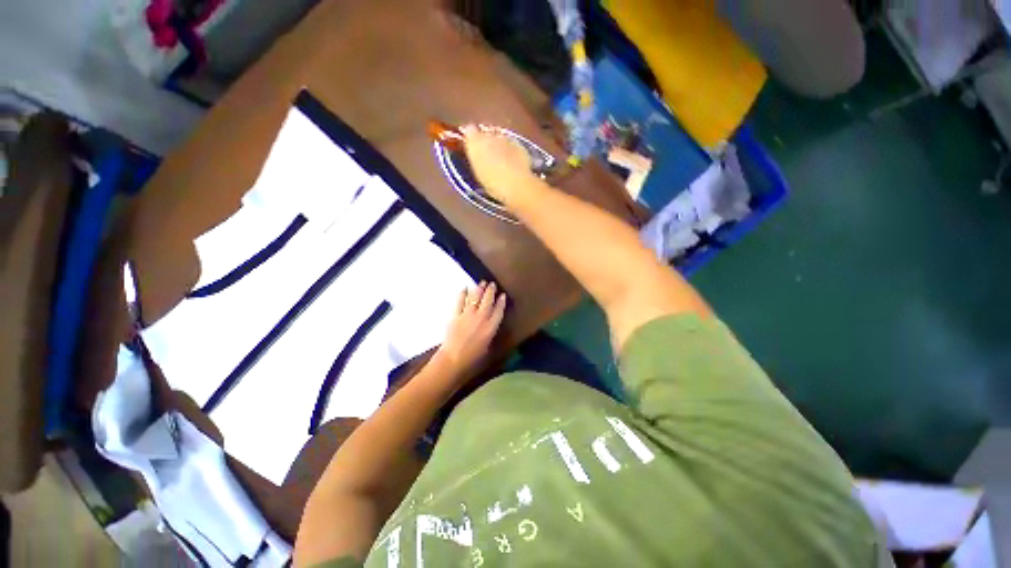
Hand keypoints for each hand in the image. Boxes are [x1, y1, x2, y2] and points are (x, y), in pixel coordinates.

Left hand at [433, 281, 506, 377]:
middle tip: (492, 284)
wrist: (453, 359)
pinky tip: (465, 288)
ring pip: (475, 298)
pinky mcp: (456, 315)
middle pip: (488, 301)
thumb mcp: (487, 348)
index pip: (498, 311)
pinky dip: (463, 294)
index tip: (502, 295)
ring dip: (479, 289)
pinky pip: (460, 301)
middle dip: (490, 291)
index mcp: (491, 328)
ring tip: (481, 283)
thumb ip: (489, 335)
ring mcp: (468, 315)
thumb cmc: (472, 359)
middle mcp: (481, 318)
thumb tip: (489, 328)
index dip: (501, 302)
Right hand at [461, 125, 537, 204]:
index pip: (469, 130)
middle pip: (486, 132)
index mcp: (475, 142)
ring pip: (500, 137)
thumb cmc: (491, 183)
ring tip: (501, 158)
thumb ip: (475, 158)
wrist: (516, 184)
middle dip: (486, 140)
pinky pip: (512, 143)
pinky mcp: (519, 144)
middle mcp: (490, 135)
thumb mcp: (478, 172)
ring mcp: (506, 138)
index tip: (471, 145)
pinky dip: (511, 149)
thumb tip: (475, 152)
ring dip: (499, 144)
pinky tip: (513, 161)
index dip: (471, 137)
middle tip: (487, 154)